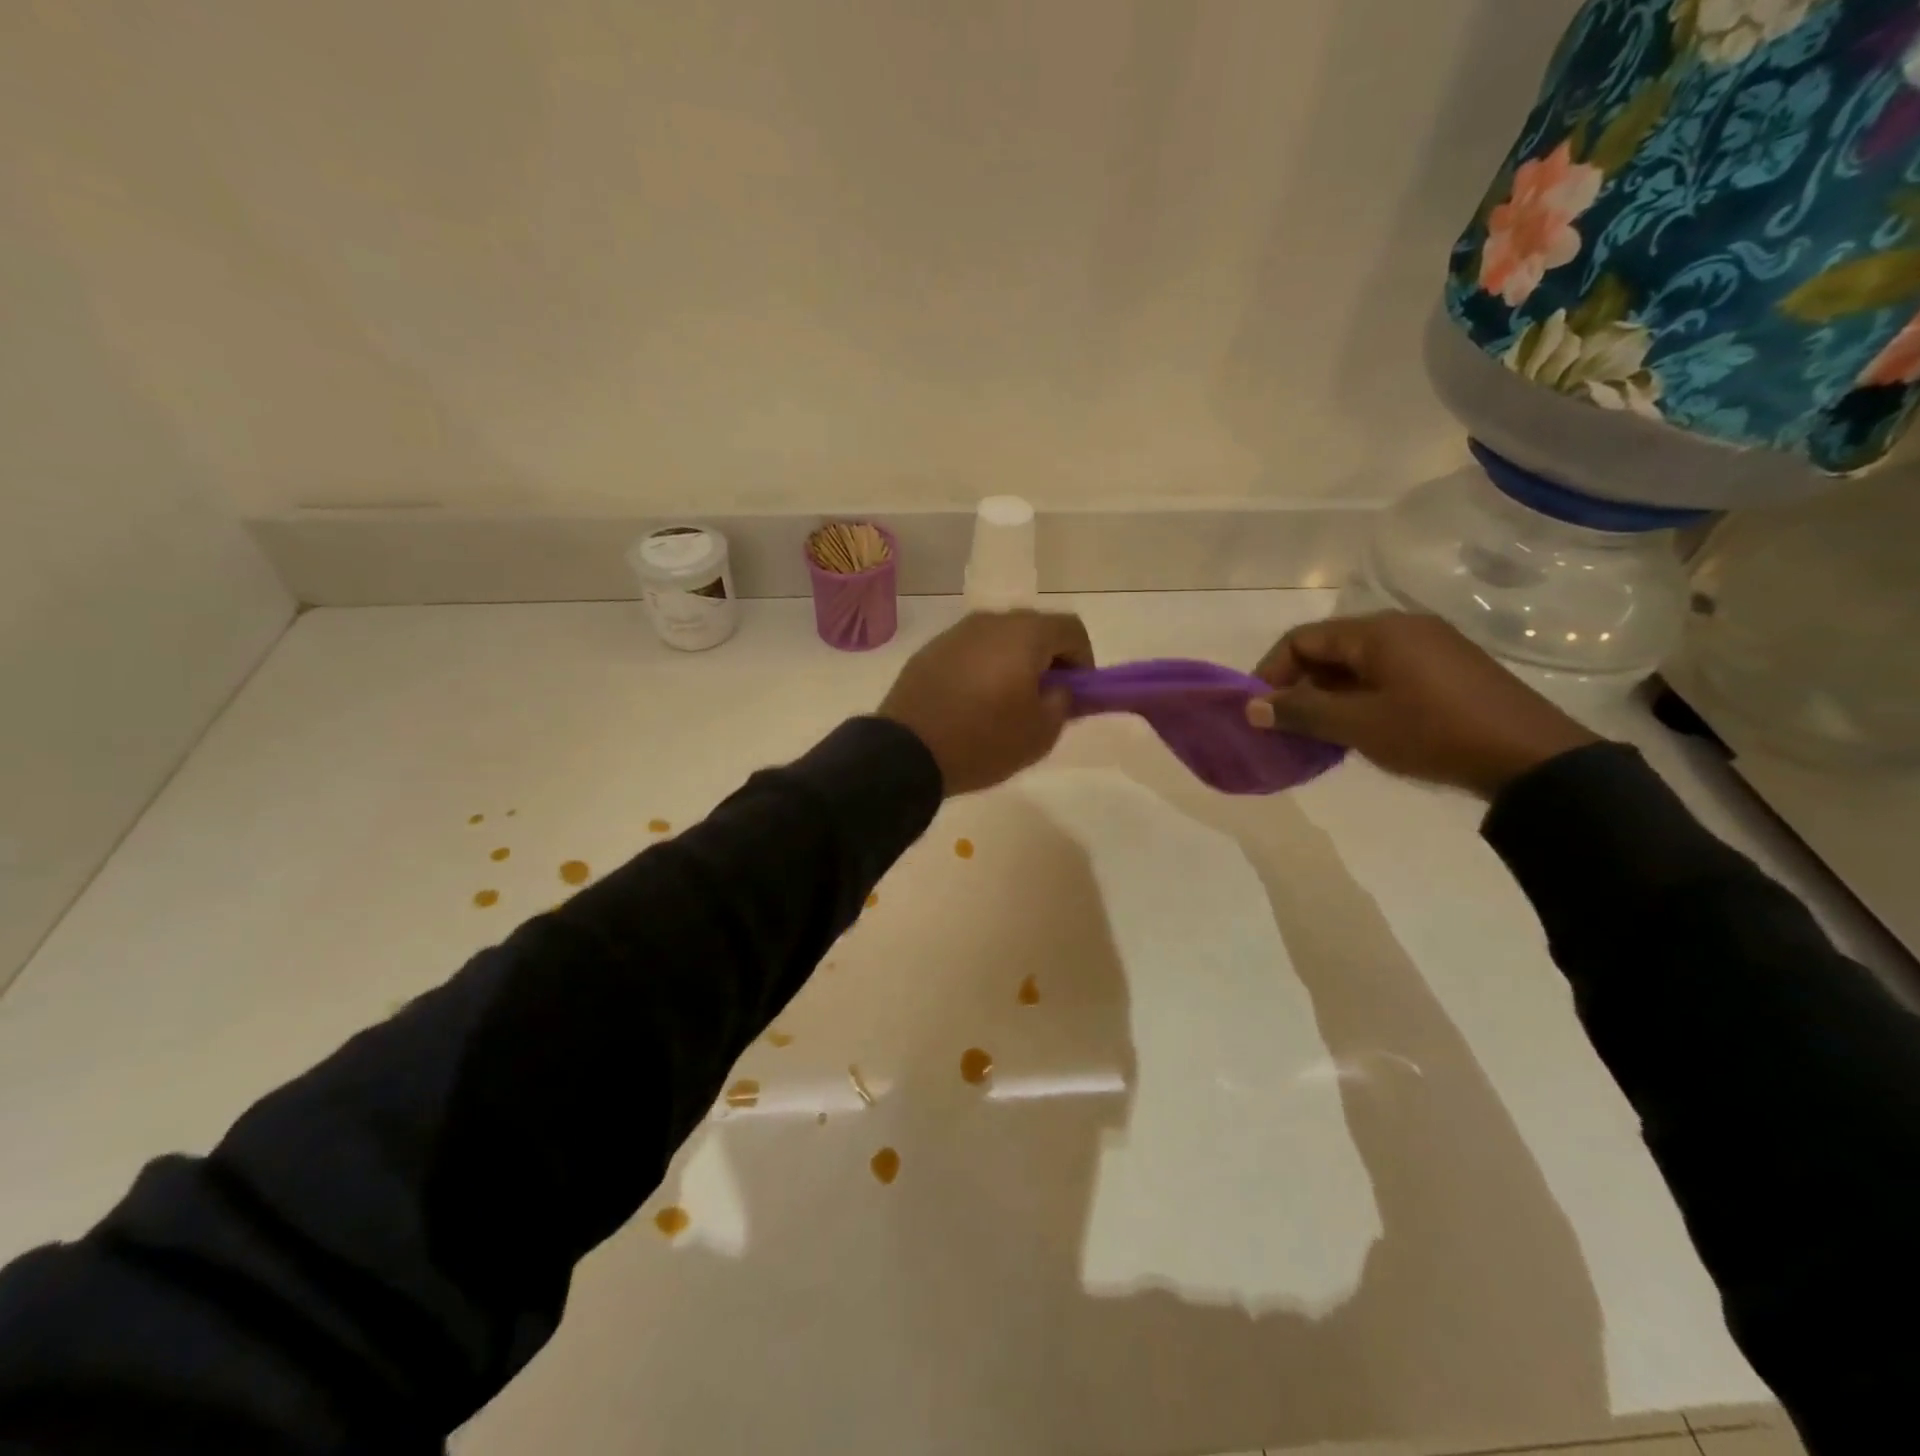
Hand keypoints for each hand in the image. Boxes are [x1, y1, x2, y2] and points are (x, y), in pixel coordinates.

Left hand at [879, 610, 1094, 795]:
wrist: (907, 752)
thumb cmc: (983, 741)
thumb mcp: (1041, 733)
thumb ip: (1064, 702)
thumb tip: (1060, 688)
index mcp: (1025, 634)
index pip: (1071, 628)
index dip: (1084, 659)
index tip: (1077, 692)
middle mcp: (991, 621)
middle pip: (1035, 629)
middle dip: (1049, 659)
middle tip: (1045, 698)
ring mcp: (956, 633)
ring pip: (1000, 638)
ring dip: (1014, 661)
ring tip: (1007, 702)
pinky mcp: (930, 650)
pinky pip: (971, 651)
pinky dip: (983, 667)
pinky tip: (973, 701)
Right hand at [1245, 611, 1598, 797]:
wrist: (1533, 758)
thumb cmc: (1434, 733)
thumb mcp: (1358, 725)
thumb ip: (1301, 712)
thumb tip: (1252, 707)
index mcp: (1377, 631)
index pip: (1302, 639)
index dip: (1271, 672)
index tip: (1259, 711)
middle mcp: (1401, 627)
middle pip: (1329, 648)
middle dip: (1299, 685)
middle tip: (1286, 726)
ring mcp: (1429, 646)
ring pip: (1357, 663)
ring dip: (1328, 694)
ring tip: (1318, 732)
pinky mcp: (1448, 669)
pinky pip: (1385, 673)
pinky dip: (1359, 696)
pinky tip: (1358, 728)